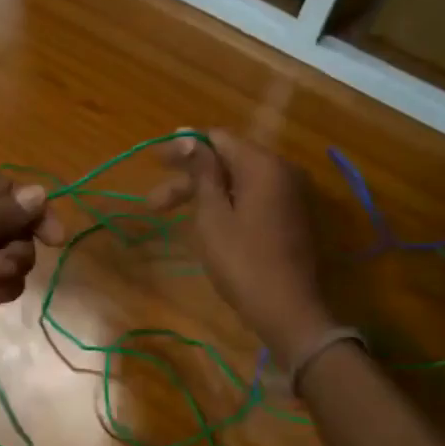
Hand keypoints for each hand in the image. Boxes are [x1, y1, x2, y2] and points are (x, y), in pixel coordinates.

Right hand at [148, 130, 332, 367]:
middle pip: (227, 162)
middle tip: (154, 202)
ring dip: (204, 194)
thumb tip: (187, 135)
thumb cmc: (242, 261)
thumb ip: (202, 172)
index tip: (154, 161)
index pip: (218, 139)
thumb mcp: (213, 215)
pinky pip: (252, 198)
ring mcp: (289, 196)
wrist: (288, 310)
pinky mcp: (290, 218)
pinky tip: (203, 223)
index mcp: (263, 165)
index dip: (183, 148)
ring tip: (170, 216)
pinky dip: (226, 204)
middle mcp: (281, 172)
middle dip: (189, 178)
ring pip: (238, 183)